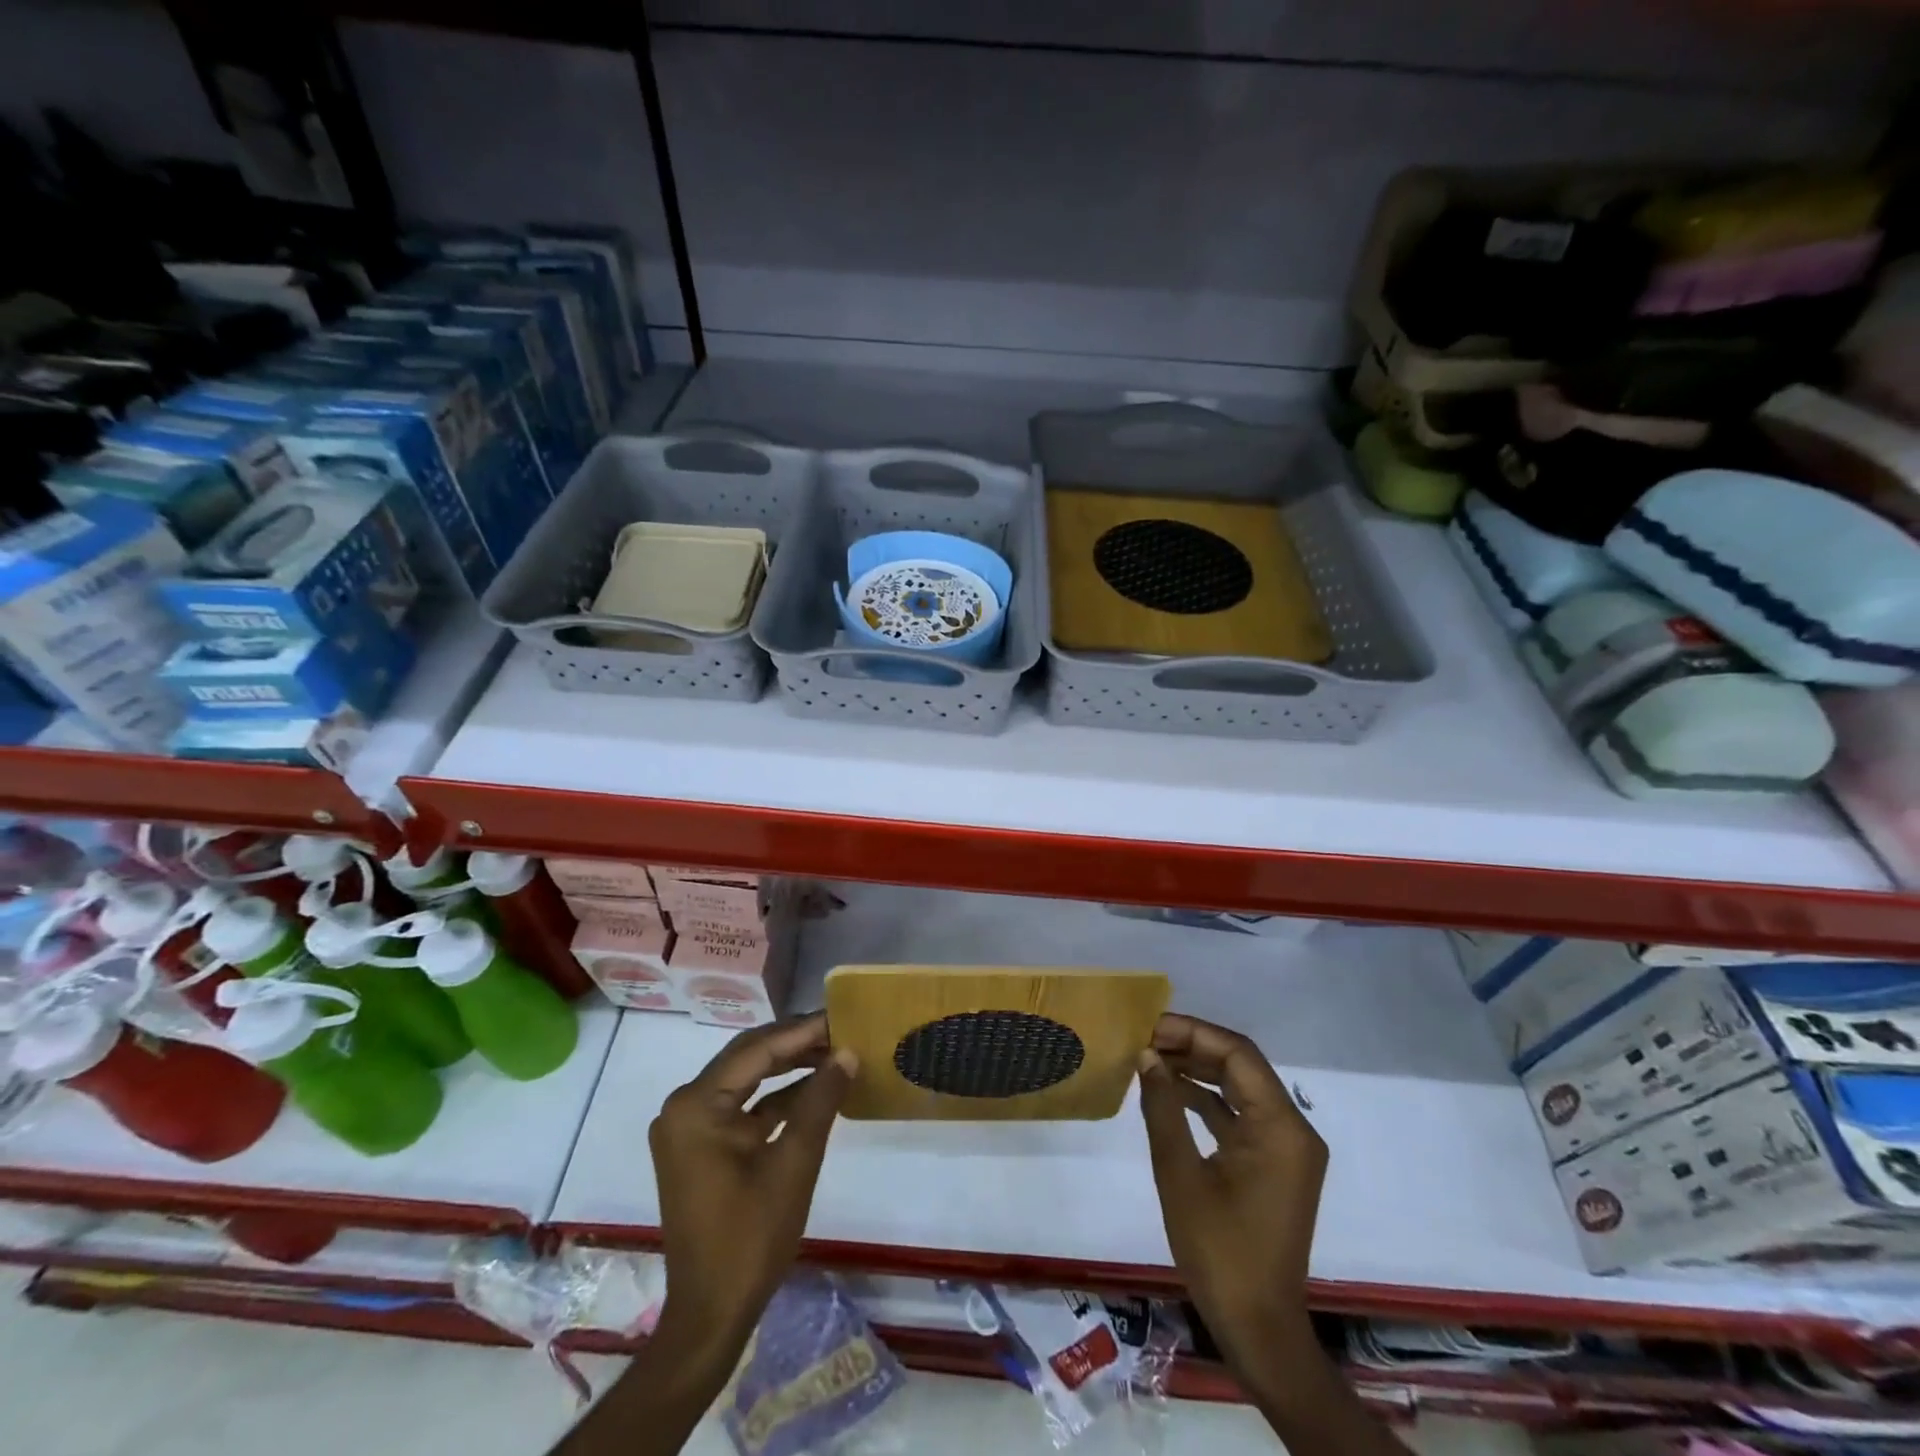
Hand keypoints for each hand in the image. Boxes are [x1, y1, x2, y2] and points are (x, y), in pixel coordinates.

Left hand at [649, 1012, 856, 1358]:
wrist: (711, 1314)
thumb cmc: (751, 1237)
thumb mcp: (795, 1163)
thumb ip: (820, 1100)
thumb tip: (847, 1052)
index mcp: (696, 1106)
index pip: (757, 1050)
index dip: (802, 1032)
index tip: (841, 1016)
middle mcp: (684, 1106)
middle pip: (747, 1058)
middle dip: (795, 1043)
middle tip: (840, 1029)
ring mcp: (688, 1127)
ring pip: (746, 1079)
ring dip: (788, 1067)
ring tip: (833, 1052)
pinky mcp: (699, 1146)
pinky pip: (741, 1106)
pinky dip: (776, 1098)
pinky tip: (814, 1089)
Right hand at [1137, 1013, 1327, 1368]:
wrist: (1258, 1327)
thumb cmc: (1218, 1250)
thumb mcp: (1179, 1173)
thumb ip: (1163, 1106)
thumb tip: (1146, 1055)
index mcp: (1281, 1127)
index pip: (1238, 1054)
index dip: (1193, 1032)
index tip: (1150, 1027)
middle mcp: (1293, 1129)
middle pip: (1241, 1066)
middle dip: (1193, 1047)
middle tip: (1145, 1040)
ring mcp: (1286, 1148)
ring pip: (1240, 1088)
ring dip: (1198, 1070)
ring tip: (1151, 1059)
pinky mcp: (1274, 1164)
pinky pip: (1240, 1115)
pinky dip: (1207, 1100)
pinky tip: (1169, 1093)